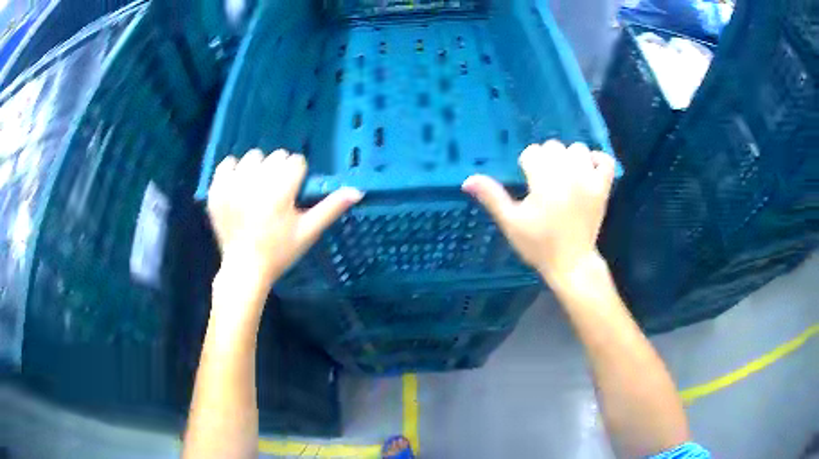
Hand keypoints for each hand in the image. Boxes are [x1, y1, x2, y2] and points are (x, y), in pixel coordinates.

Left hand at [207, 149, 362, 290]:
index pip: (295, 161)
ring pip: (252, 157)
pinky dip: (234, 172)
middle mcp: (255, 183)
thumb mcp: (309, 231)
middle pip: (275, 156)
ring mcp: (233, 185)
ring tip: (256, 191)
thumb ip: (331, 208)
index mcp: (280, 192)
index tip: (292, 194)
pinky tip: (238, 188)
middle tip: (274, 196)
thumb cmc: (280, 252)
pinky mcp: (216, 190)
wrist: (244, 268)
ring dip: (257, 169)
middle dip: (278, 172)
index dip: (297, 177)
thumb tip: (358, 191)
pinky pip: (227, 163)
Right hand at [462, 140, 614, 281]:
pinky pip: (605, 160)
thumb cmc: (539, 245)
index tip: (529, 184)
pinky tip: (587, 171)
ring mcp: (589, 180)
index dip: (527, 166)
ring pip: (578, 149)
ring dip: (570, 158)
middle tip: (546, 182)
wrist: (571, 263)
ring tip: (566, 177)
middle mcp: (568, 174)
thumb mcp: (511, 222)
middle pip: (554, 146)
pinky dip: (596, 161)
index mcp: (544, 181)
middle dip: (547, 160)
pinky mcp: (603, 188)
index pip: (532, 152)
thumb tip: (467, 180)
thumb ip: (492, 197)